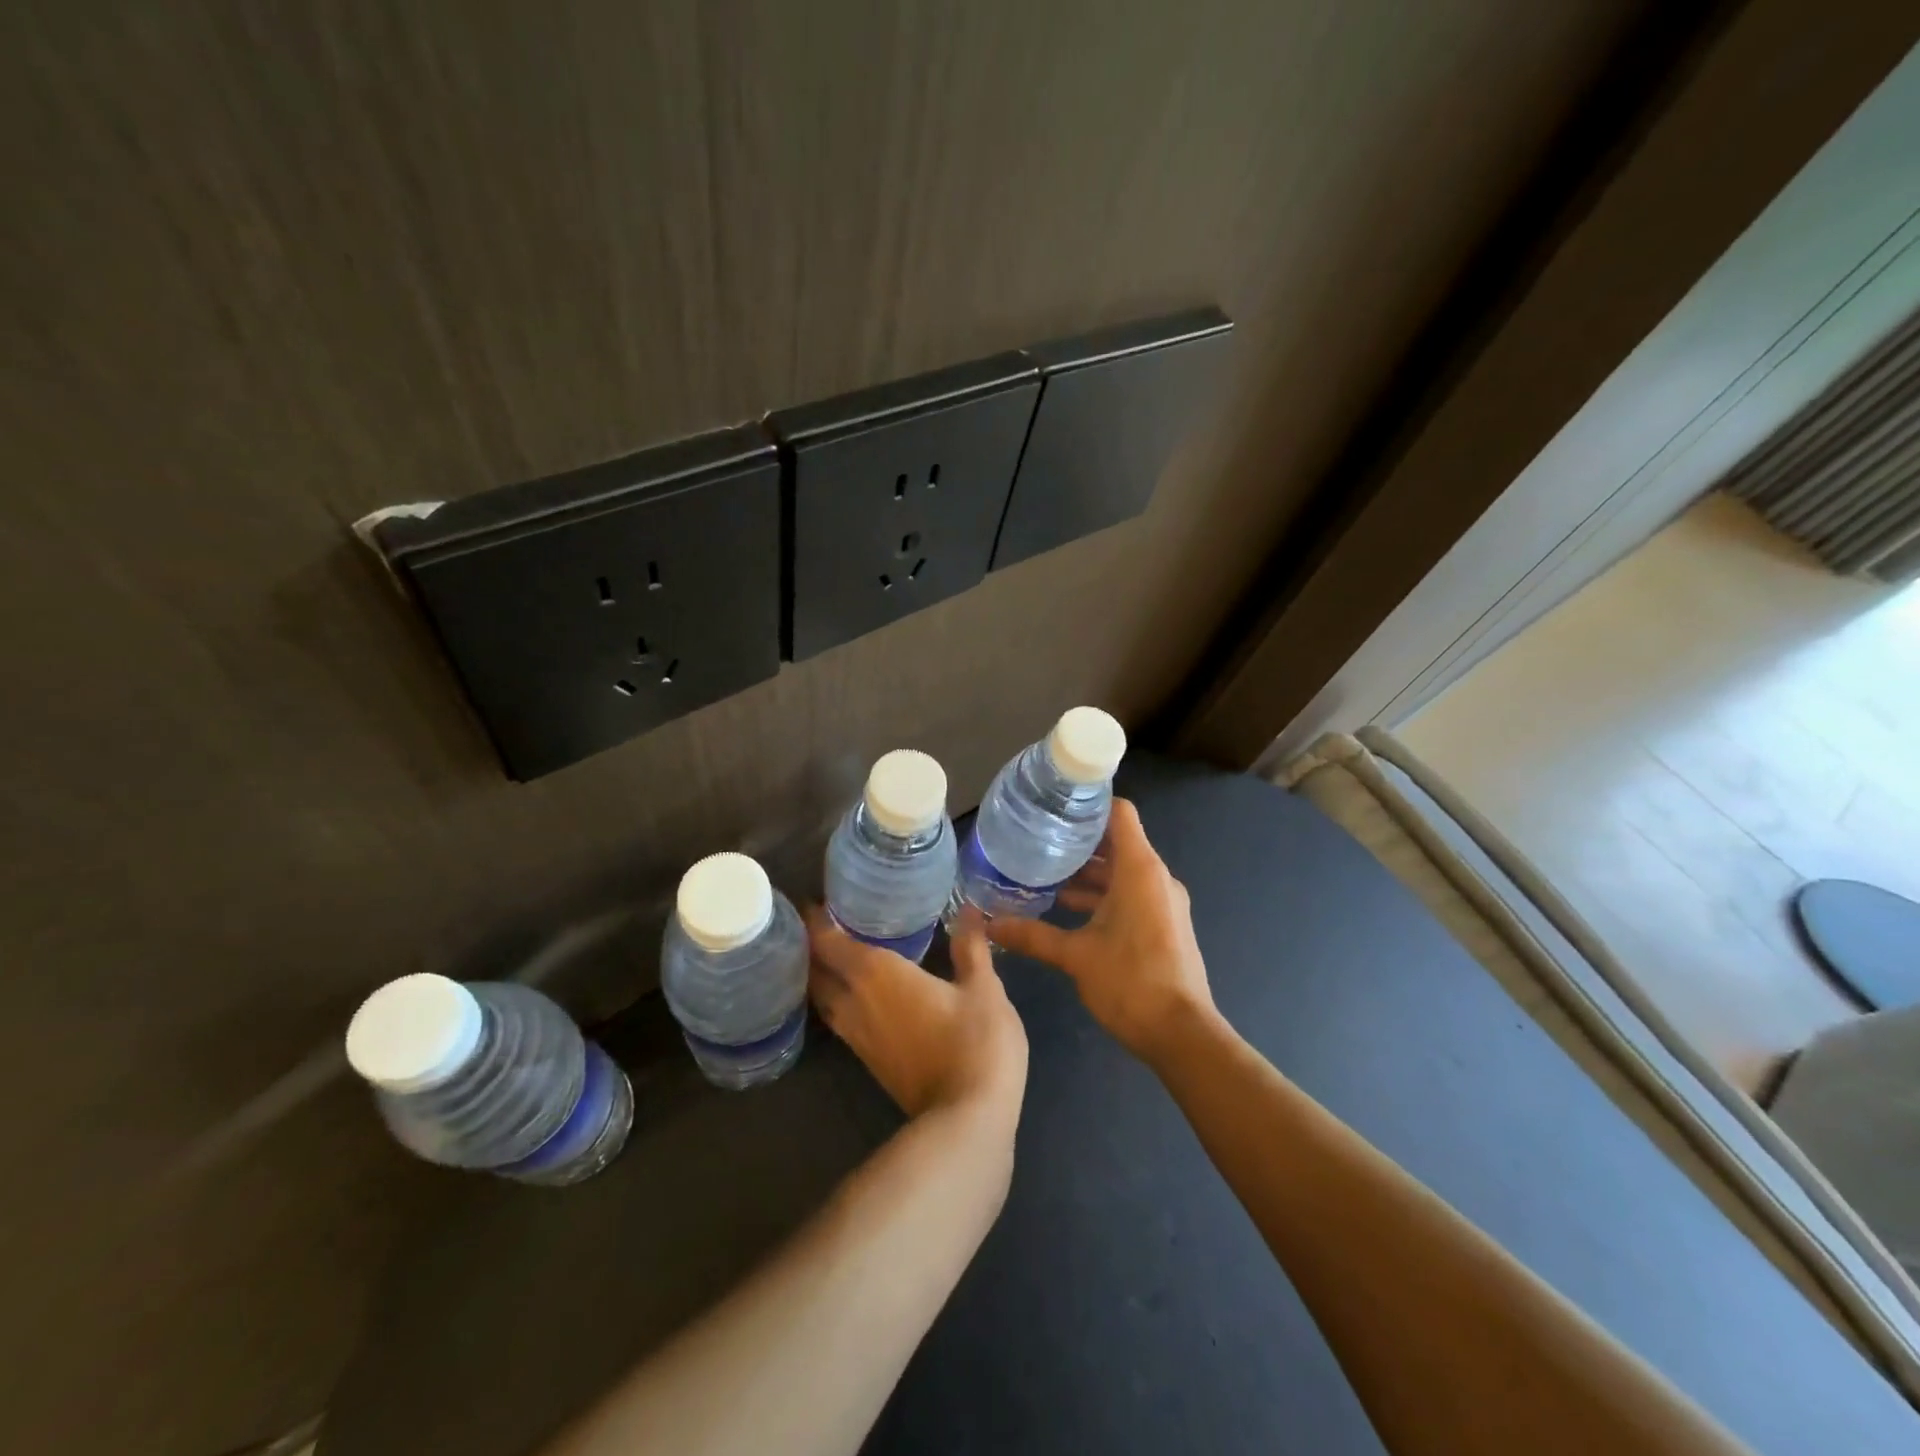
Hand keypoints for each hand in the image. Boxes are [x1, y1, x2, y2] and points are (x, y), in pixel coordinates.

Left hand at [806, 906, 1027, 1123]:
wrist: (967, 1122)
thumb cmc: (976, 1043)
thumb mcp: (984, 989)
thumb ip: (970, 948)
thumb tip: (965, 911)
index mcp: (876, 974)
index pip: (827, 940)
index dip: (814, 919)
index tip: (815, 899)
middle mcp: (855, 1001)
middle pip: (815, 970)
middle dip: (811, 945)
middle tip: (824, 920)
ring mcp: (858, 1036)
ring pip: (823, 997)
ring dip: (821, 974)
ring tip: (837, 951)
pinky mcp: (868, 1061)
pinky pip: (838, 1018)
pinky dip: (837, 997)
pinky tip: (858, 992)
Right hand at [984, 799, 1214, 1066]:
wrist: (1181, 1034)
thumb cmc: (1130, 982)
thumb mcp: (1075, 956)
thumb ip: (1032, 935)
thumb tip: (988, 924)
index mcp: (1140, 870)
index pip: (1119, 813)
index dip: (1089, 803)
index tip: (1055, 803)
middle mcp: (1156, 877)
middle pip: (1118, 841)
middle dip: (1079, 840)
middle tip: (1037, 838)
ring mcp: (1163, 901)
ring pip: (1122, 871)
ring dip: (1088, 872)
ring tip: (1044, 873)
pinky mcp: (1163, 923)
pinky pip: (1130, 893)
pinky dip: (1102, 894)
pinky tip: (1066, 908)